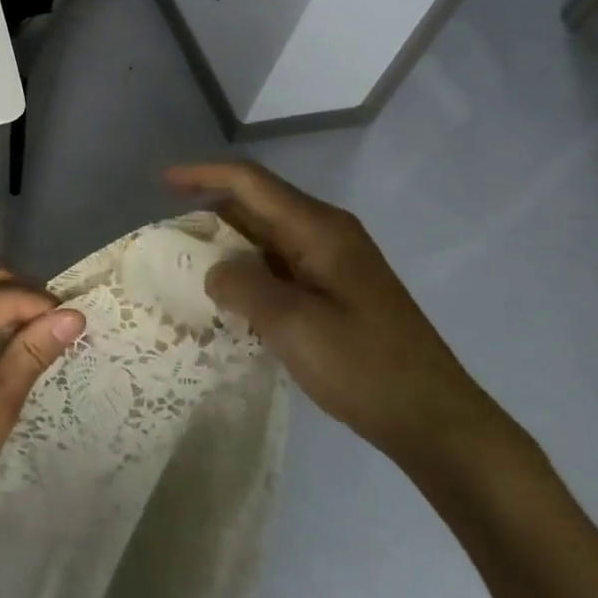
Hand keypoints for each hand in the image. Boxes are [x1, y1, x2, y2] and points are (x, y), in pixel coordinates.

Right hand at [166, 161, 503, 463]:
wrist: (436, 421)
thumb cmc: (364, 366)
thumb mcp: (292, 324)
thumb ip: (242, 286)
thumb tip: (215, 271)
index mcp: (318, 229)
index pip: (250, 182)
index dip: (203, 175)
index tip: (162, 183)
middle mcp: (326, 234)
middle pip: (257, 205)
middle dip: (210, 213)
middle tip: (168, 238)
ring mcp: (333, 263)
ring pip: (266, 237)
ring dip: (228, 246)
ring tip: (188, 267)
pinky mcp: (335, 291)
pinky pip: (279, 265)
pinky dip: (248, 272)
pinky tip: (228, 298)